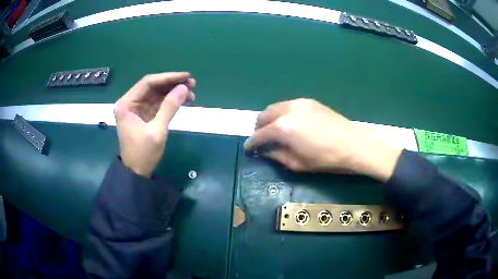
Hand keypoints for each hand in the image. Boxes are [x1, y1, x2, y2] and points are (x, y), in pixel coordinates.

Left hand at [114, 72, 195, 176]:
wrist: (137, 172)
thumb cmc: (143, 153)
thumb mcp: (157, 131)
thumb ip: (169, 107)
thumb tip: (184, 88)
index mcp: (126, 104)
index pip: (148, 82)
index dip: (168, 78)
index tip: (186, 76)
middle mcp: (130, 102)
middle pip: (153, 86)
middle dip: (172, 84)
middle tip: (192, 83)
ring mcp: (137, 108)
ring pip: (157, 93)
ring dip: (173, 92)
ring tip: (192, 92)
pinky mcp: (145, 114)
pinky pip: (159, 103)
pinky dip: (171, 101)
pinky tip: (185, 100)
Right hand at [244, 99, 401, 180]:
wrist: (351, 144)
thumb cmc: (325, 159)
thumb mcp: (297, 164)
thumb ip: (277, 156)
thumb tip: (266, 151)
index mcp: (282, 129)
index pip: (259, 135)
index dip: (251, 144)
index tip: (248, 149)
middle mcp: (286, 111)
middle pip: (263, 116)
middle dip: (258, 129)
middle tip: (261, 140)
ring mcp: (297, 103)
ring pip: (274, 108)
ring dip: (269, 119)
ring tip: (274, 130)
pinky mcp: (307, 101)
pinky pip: (287, 105)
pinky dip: (282, 113)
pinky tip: (289, 123)